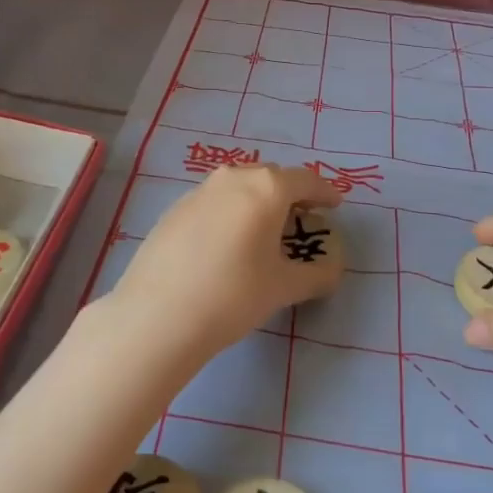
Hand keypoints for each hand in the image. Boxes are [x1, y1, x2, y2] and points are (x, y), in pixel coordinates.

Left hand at [100, 164, 341, 366]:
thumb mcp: (284, 288)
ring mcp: (199, 191)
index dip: (324, 192)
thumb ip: (317, 274)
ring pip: (239, 187)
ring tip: (264, 232)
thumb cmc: (233, 295)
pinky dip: (230, 213)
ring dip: (258, 202)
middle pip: (271, 178)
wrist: (158, 314)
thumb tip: (332, 269)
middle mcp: (232, 178)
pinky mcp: (174, 209)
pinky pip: (214, 202)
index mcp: (266, 188)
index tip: (335, 205)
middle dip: (290, 195)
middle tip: (301, 221)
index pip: (305, 180)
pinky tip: (227, 244)